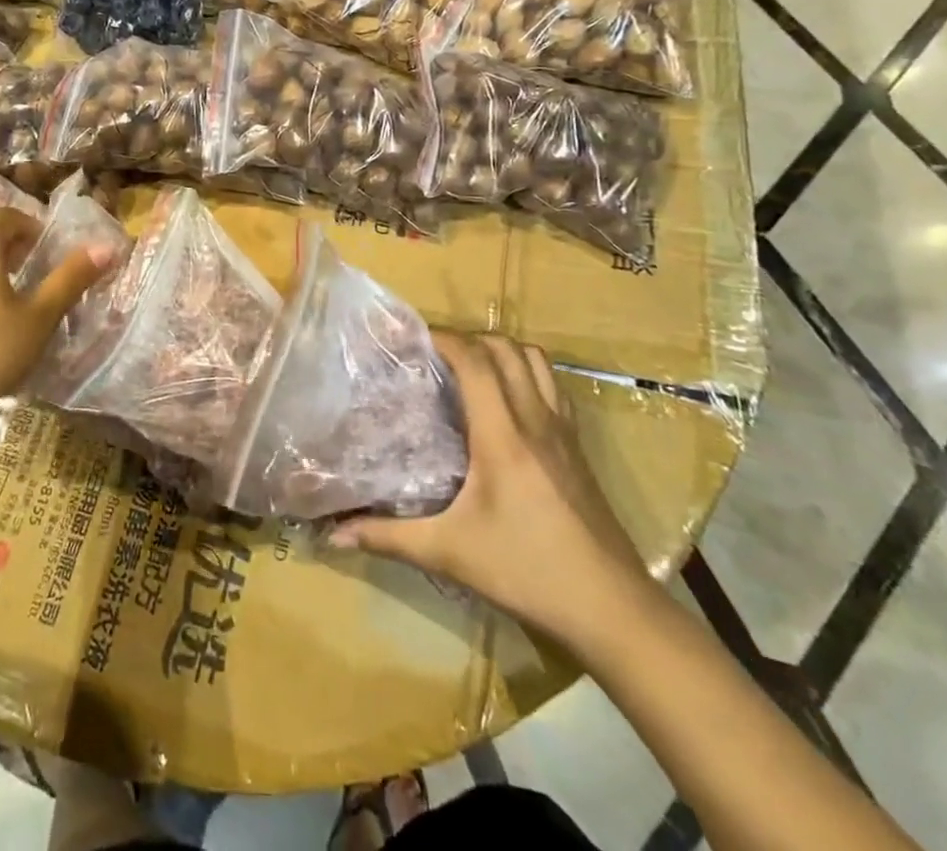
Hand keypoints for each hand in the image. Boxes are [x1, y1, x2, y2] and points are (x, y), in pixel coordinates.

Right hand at [330, 335, 656, 653]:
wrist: (613, 608)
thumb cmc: (527, 572)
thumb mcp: (450, 553)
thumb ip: (388, 537)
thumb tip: (332, 535)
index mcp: (503, 434)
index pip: (474, 361)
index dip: (443, 338)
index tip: (411, 338)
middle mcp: (535, 418)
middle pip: (505, 348)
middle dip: (467, 338)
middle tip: (435, 355)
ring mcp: (563, 430)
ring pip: (536, 360)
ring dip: (501, 350)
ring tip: (470, 368)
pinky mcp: (579, 447)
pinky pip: (554, 386)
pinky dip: (528, 373)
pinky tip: (509, 400)